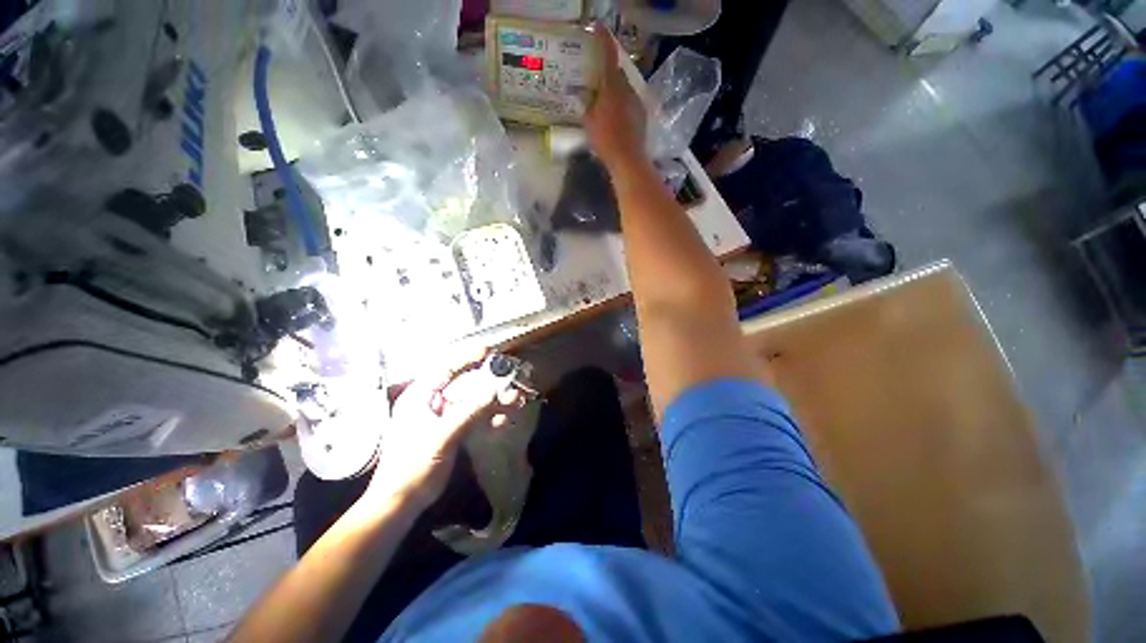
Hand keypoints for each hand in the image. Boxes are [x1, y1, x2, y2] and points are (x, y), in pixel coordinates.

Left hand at [364, 351, 514, 508]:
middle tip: (510, 378)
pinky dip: (488, 417)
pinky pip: (472, 418)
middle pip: (463, 384)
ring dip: (492, 401)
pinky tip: (503, 420)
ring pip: (471, 401)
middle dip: (488, 382)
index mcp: (419, 397)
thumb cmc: (413, 467)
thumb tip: (495, 390)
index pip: (445, 369)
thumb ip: (469, 411)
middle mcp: (430, 403)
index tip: (490, 352)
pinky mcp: (449, 432)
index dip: (468, 358)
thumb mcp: (442, 437)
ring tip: (515, 400)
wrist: (400, 505)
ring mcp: (441, 418)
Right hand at [584, 26, 647, 170]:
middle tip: (597, 75)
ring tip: (605, 97)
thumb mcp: (590, 122)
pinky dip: (622, 102)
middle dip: (608, 71)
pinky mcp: (642, 115)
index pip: (609, 56)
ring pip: (625, 88)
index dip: (604, 40)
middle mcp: (628, 89)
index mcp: (613, 87)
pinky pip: (630, 101)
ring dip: (615, 89)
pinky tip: (615, 113)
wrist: (628, 159)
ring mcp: (637, 102)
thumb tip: (585, 95)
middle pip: (618, 73)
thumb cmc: (606, 140)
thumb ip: (587, 105)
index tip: (599, 29)